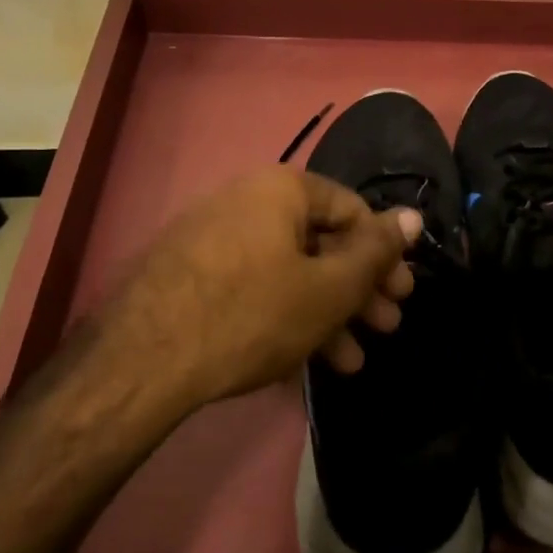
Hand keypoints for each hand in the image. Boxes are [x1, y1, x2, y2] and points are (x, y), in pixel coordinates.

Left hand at [74, 167, 420, 416]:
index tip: (400, 292)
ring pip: (289, 271)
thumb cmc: (252, 314)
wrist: (139, 364)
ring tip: (352, 360)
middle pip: (321, 243)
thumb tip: (413, 216)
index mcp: (281, 188)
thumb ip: (376, 251)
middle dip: (358, 290)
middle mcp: (246, 201)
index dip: (383, 252)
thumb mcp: (328, 287)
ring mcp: (214, 239)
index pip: (352, 209)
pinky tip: (305, 363)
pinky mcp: (191, 276)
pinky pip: (255, 288)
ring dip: (327, 313)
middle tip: (386, 326)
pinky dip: (285, 317)